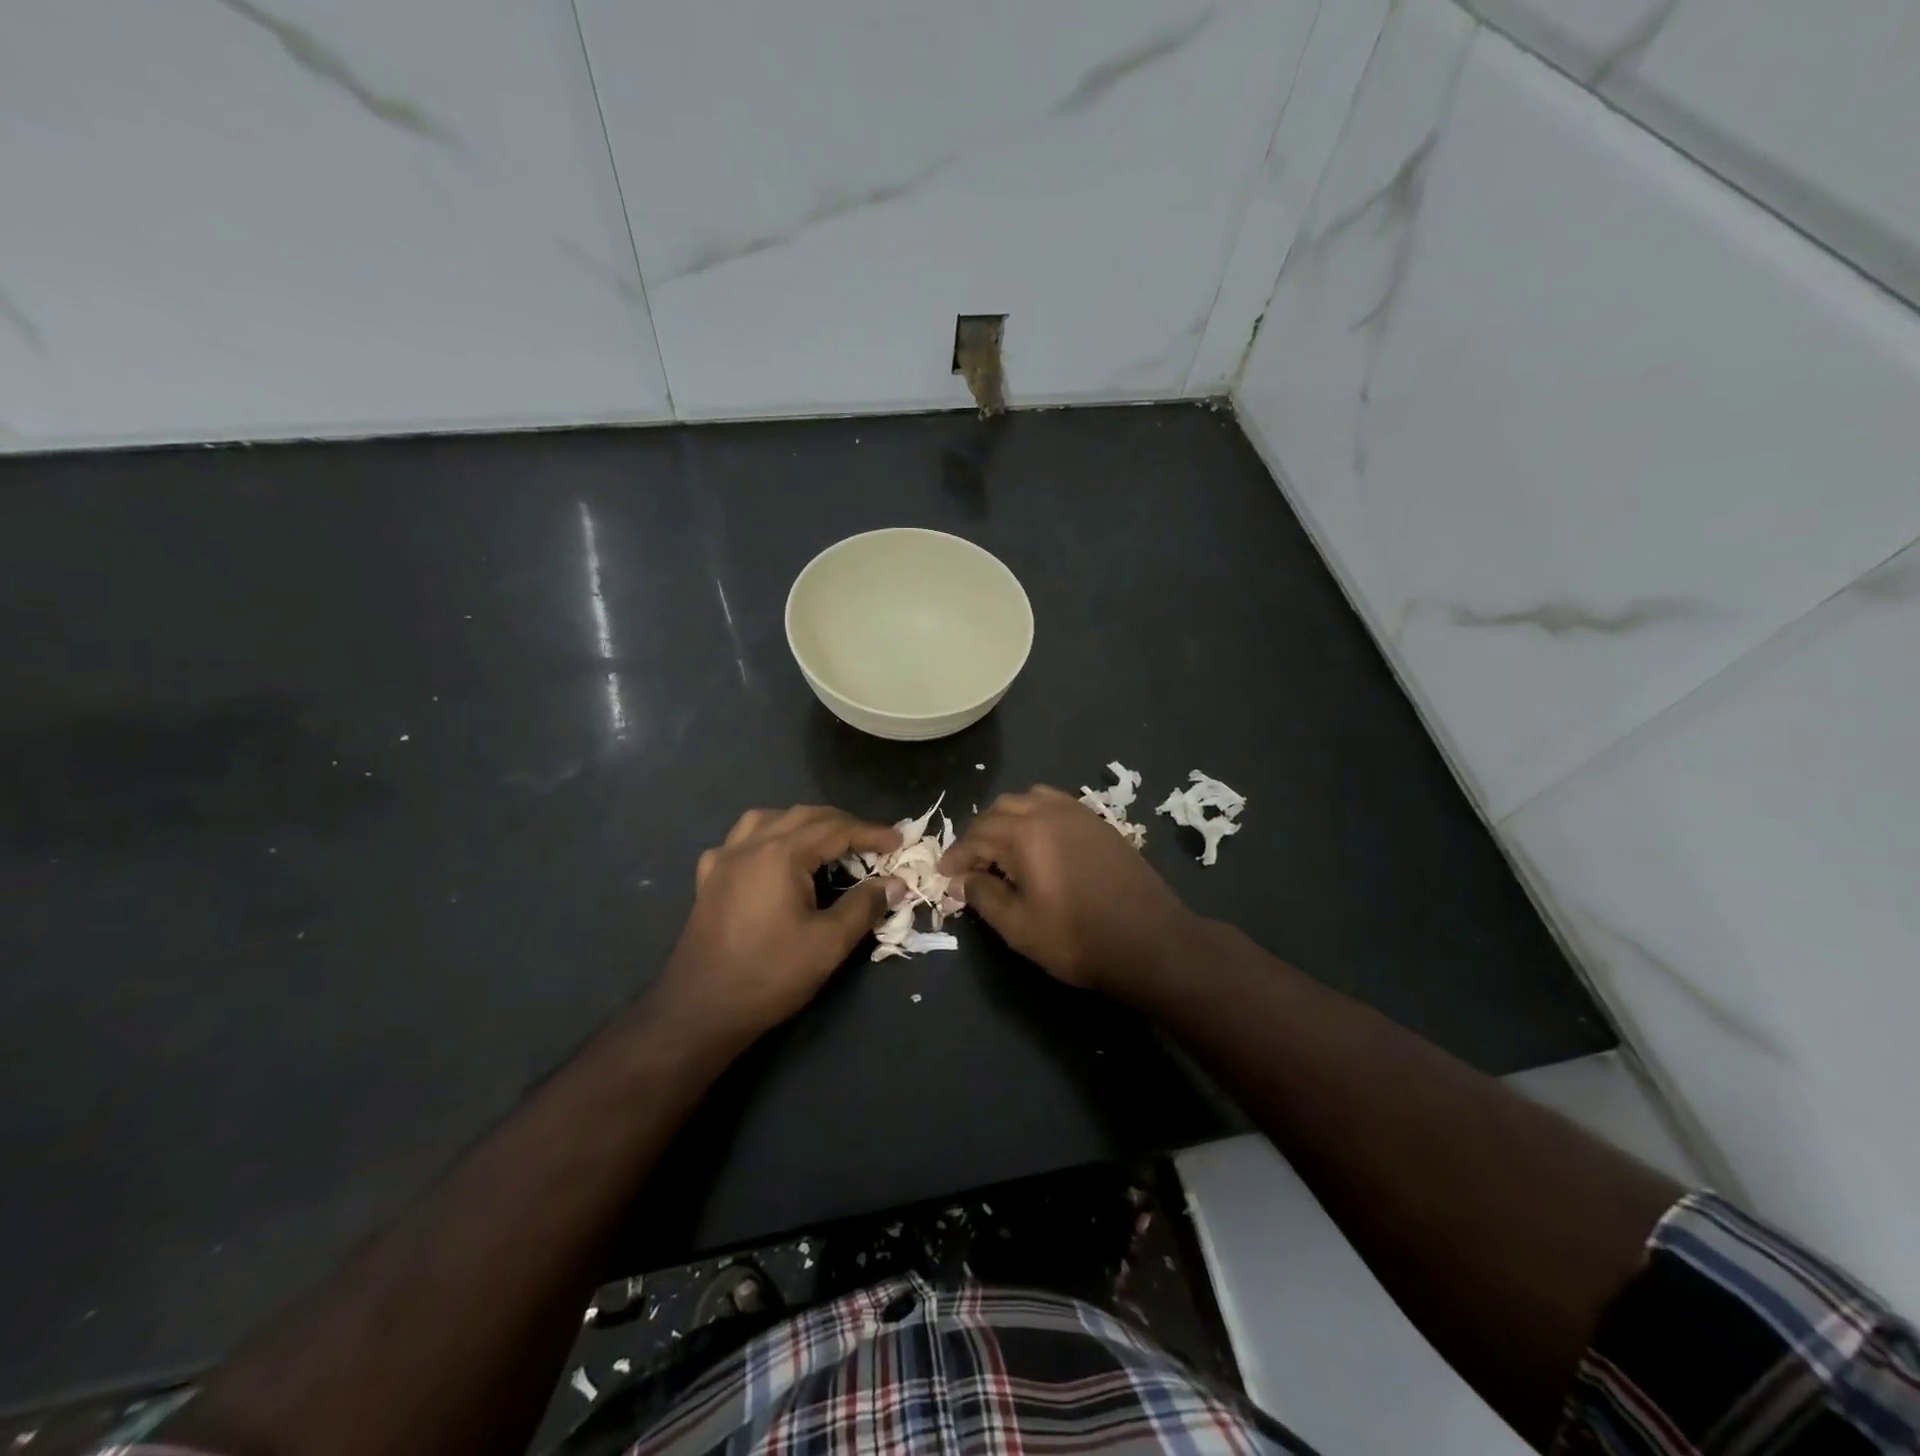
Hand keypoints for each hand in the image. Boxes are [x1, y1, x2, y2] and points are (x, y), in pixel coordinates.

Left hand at [654, 805, 900, 1046]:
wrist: (701, 1010)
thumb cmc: (769, 975)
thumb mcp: (828, 944)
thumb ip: (864, 906)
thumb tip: (895, 883)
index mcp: (781, 854)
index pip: (836, 829)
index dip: (871, 833)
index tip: (899, 842)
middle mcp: (751, 845)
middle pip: (805, 816)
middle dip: (843, 824)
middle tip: (872, 843)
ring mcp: (725, 859)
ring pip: (769, 818)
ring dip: (803, 822)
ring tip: (826, 841)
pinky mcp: (709, 878)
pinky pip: (740, 840)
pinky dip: (766, 837)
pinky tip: (771, 857)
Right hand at [939, 786, 1199, 992]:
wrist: (1151, 941)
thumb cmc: (1078, 939)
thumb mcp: (1020, 927)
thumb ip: (985, 896)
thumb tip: (964, 880)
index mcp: (1024, 835)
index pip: (976, 836)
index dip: (956, 856)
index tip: (945, 875)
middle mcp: (1048, 812)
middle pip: (999, 810)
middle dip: (978, 835)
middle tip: (971, 865)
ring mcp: (1077, 813)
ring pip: (1027, 799)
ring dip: (1006, 820)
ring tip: (1002, 850)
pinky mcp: (1098, 821)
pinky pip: (1055, 803)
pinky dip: (1035, 815)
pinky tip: (1037, 843)